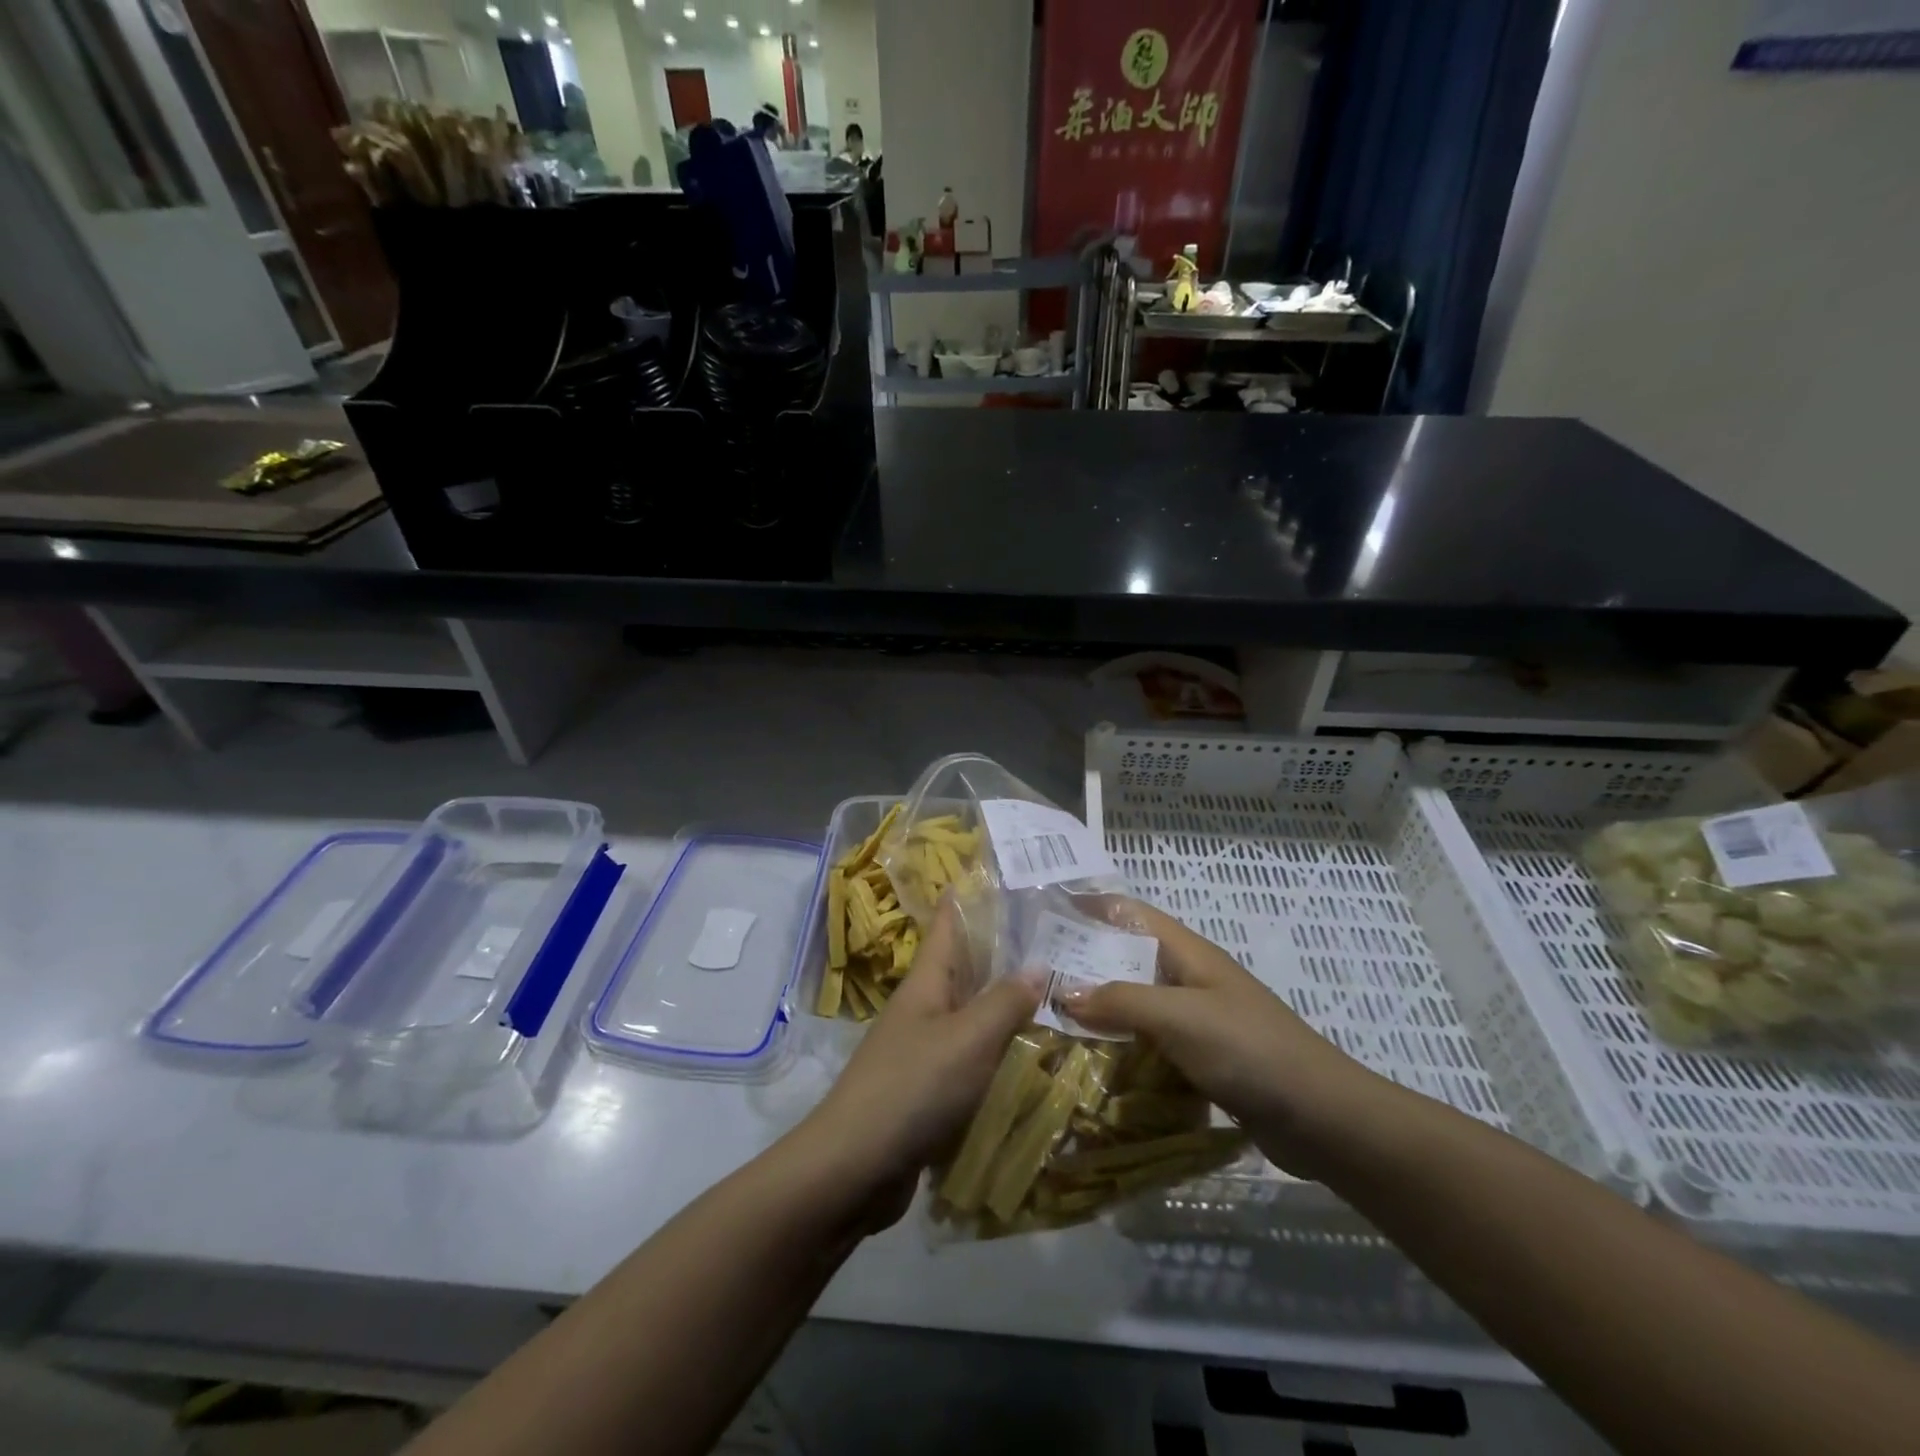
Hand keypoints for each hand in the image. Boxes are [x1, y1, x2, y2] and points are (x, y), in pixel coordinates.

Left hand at [797, 897, 1038, 1224]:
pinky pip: (973, 1061)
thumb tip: (1038, 964)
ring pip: (973, 1016)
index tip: (1002, 876)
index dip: (968, 896)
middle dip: (1005, 954)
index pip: (947, 924)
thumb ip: (1005, 1001)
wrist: (855, 1167)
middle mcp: (924, 1008)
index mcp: (927, 981)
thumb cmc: (913, 1086)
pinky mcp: (929, 1091)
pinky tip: (1035, 1059)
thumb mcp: (968, 1038)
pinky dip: (1000, 1054)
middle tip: (1059, 940)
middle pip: (966, 969)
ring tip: (1059, 996)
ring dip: (1008, 1007)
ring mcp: (924, 1050)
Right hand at [1061, 897, 1393, 1179]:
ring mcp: (1197, 1021)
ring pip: (1137, 1006)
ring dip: (1101, 1012)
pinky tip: (1093, 1066)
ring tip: (1051, 1023)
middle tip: (1034, 979)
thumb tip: (1062, 993)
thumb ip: (1120, 1001)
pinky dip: (1123, 1050)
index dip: (1092, 907)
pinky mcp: (1202, 1060)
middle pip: (1128, 960)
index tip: (1047, 914)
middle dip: (1085, 964)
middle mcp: (1189, 979)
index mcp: (1188, 954)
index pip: (1131, 914)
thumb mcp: (1179, 1017)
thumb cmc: (1248, 1049)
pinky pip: (1151, 1045)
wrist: (1321, 1117)